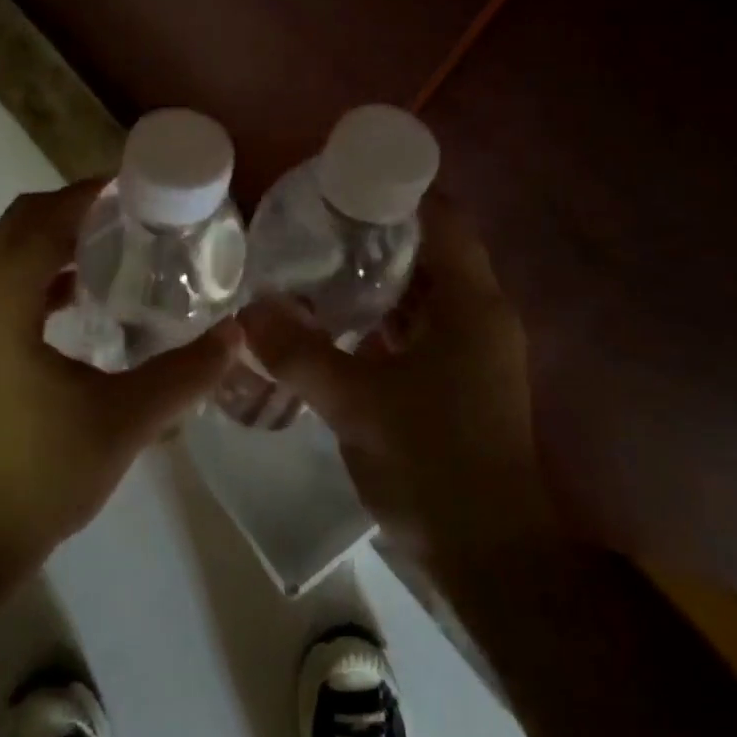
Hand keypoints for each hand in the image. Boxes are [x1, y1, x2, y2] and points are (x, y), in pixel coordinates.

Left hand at [0, 180, 242, 583]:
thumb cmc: (37, 476)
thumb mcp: (122, 421)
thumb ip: (184, 374)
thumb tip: (238, 337)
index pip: (43, 219)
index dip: (88, 193)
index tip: (137, 183)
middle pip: (19, 225)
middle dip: (72, 208)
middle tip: (133, 212)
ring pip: (8, 256)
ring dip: (56, 241)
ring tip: (117, 246)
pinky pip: (4, 289)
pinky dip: (42, 277)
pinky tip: (85, 301)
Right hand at [239, 197, 553, 571]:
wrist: (489, 556)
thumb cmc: (433, 464)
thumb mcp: (357, 404)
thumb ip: (299, 353)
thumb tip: (247, 310)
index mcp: (471, 305)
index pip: (444, 218)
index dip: (400, 190)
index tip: (345, 180)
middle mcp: (479, 317)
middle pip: (430, 251)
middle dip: (377, 232)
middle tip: (316, 221)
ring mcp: (471, 352)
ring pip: (422, 293)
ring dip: (377, 277)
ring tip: (317, 261)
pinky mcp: (457, 381)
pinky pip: (417, 329)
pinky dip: (381, 318)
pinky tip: (336, 320)